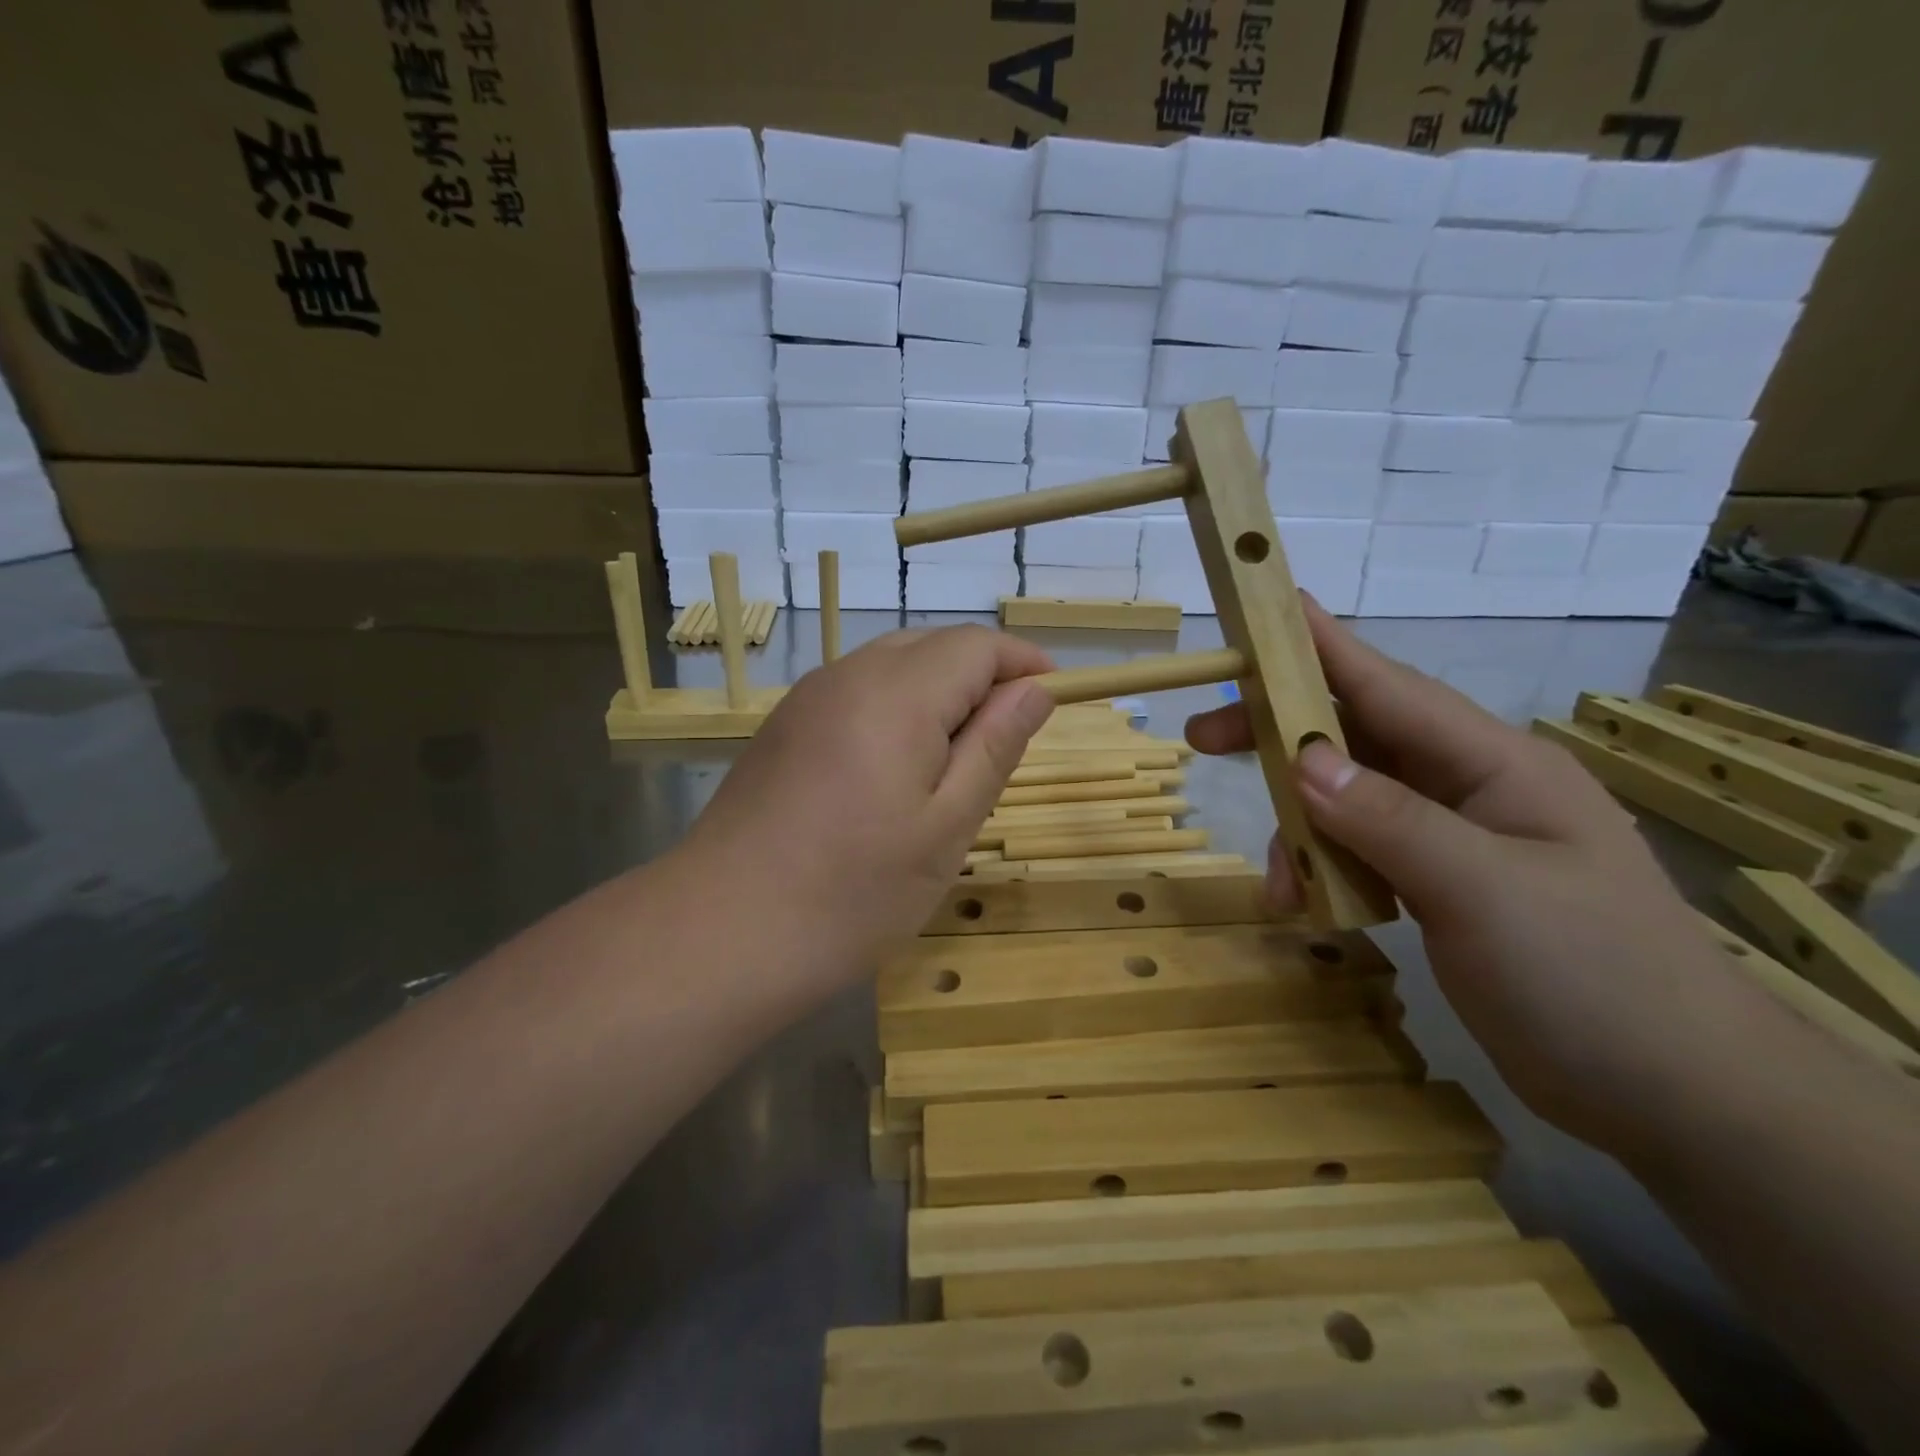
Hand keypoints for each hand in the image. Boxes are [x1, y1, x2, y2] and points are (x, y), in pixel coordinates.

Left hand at [685, 626, 1054, 985]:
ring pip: (891, 665)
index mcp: (896, 693)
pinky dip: (895, 708)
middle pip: (932, 645)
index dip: (1022, 662)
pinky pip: (855, 692)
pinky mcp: (783, 727)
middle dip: (982, 675)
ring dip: (938, 691)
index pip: (975, 645)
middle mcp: (846, 676)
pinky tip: (895, 768)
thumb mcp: (947, 826)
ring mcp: (806, 699)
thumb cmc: (853, 892)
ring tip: (956, 758)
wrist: (722, 932)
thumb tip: (1036, 689)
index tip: (1053, 698)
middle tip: (1007, 739)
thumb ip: (995, 745)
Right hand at [1186, 600, 1754, 1159]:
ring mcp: (1455, 838)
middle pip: (1355, 740)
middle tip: (1203, 737)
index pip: (1389, 687)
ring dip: (1302, 831)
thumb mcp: (1483, 890)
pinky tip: (1312, 910)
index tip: (1264, 609)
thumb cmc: (1593, 976)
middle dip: (1281, 738)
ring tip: (1276, 884)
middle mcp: (1468, 787)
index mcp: (1493, 764)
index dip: (1322, 646)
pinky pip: (1361, 854)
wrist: (1677, 1094)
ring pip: (1349, 803)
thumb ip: (1388, 819)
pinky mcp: (1442, 885)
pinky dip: (1327, 872)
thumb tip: (1302, 760)